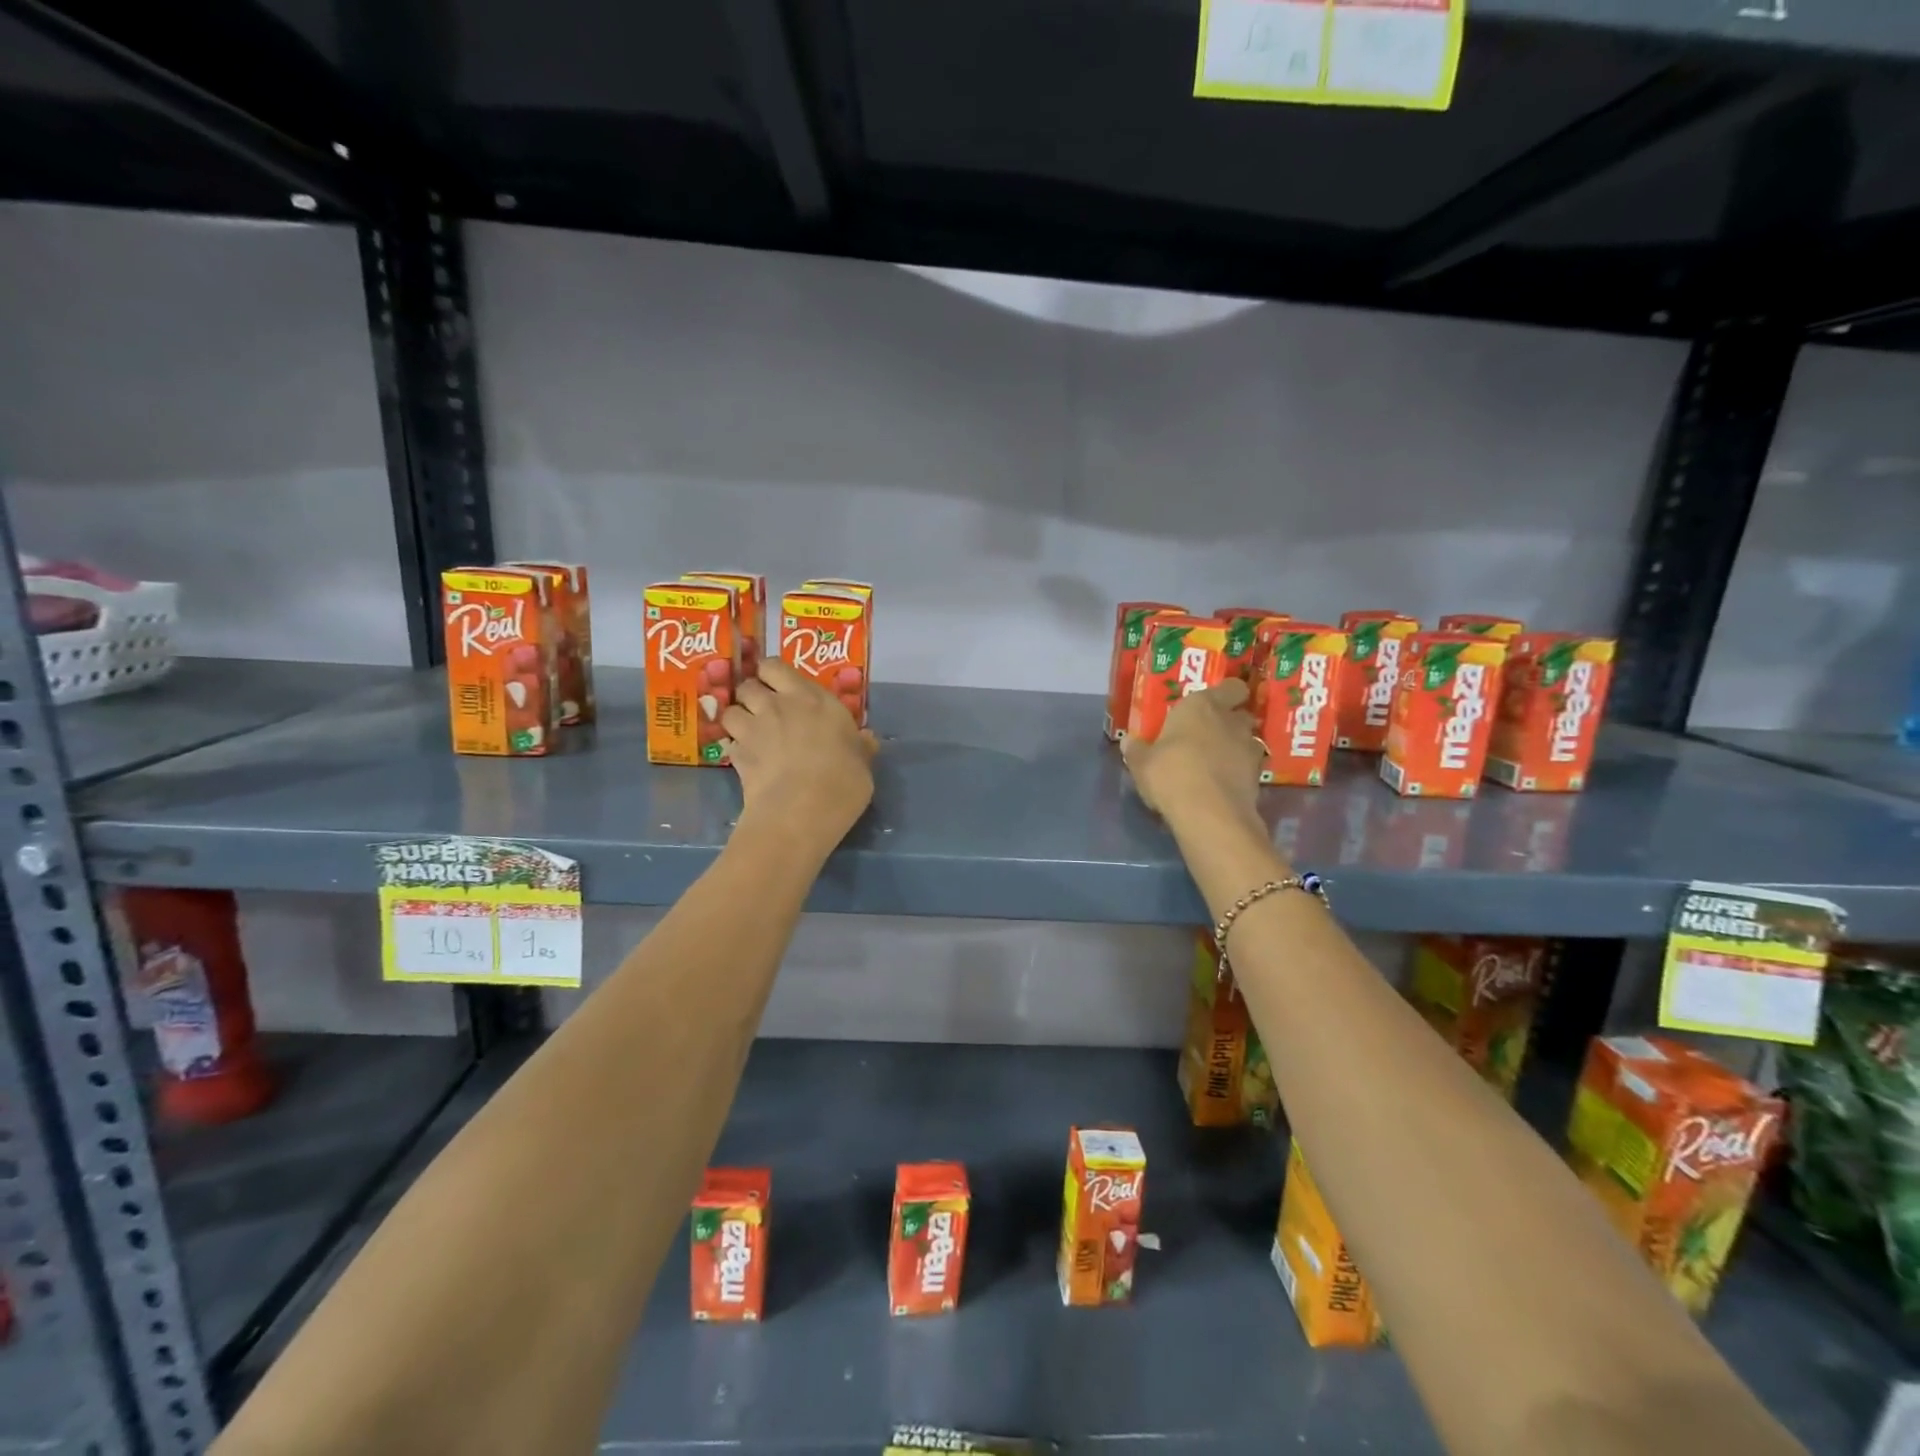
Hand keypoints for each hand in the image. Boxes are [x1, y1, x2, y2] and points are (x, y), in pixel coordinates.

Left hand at [722, 658, 876, 850]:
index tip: (781, 687)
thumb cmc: (842, 780)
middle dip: (752, 695)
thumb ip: (859, 746)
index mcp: (812, 698)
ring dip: (739, 719)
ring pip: (731, 711)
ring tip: (750, 734)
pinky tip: (748, 761)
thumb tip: (866, 739)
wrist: (802, 810)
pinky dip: (736, 749)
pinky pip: (730, 743)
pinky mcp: (737, 755)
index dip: (772, 675)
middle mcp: (778, 705)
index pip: (775, 667)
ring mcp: (753, 729)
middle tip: (764, 711)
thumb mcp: (862, 762)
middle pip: (748, 685)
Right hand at [1122, 678, 1262, 825]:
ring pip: (1247, 741)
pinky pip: (1249, 768)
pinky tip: (1222, 785)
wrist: (1209, 814)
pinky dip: (1239, 773)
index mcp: (1202, 706)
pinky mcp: (1257, 777)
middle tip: (1208, 735)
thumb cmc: (1170, 774)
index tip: (1214, 704)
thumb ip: (1137, 750)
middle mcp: (1230, 721)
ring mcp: (1249, 749)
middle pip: (1240, 714)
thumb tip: (1128, 742)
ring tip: (1216, 763)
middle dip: (1229, 722)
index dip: (1226, 694)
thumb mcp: (1141, 763)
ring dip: (1236, 748)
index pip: (1230, 687)